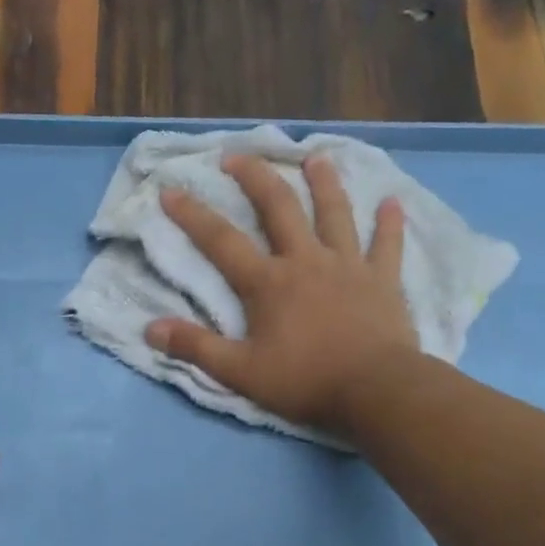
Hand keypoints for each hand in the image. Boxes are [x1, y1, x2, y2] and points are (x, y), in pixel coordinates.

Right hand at [145, 154, 416, 438]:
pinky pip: (387, 245)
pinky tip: (393, 202)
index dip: (193, 215)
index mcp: (268, 283)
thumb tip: (150, 329)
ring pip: (334, 214)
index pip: (221, 242)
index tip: (170, 190)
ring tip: (316, 158)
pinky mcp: (383, 280)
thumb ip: (196, 348)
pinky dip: (390, 224)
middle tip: (237, 155)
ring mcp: (348, 266)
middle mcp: (306, 261)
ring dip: (325, 183)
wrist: (375, 390)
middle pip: (278, 208)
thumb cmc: (304, 381)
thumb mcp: (240, 372)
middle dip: (255, 178)